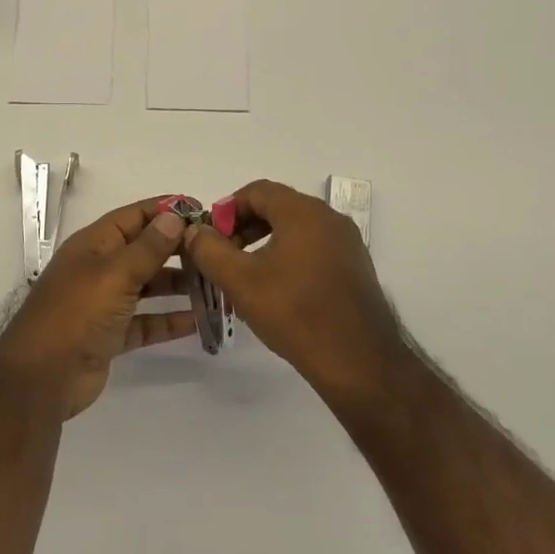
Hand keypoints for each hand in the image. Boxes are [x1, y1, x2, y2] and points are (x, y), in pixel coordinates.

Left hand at [0, 199, 196, 417]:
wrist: (43, 377)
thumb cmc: (77, 313)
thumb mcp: (115, 274)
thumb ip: (148, 247)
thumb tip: (174, 217)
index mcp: (94, 244)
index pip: (134, 217)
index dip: (166, 211)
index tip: (204, 212)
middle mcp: (100, 268)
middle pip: (144, 250)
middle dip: (177, 249)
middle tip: (217, 252)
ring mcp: (104, 303)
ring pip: (148, 286)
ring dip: (178, 285)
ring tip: (215, 284)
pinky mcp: (111, 335)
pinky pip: (146, 321)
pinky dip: (169, 320)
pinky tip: (199, 321)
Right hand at [182, 179, 406, 402]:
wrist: (359, 362)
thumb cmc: (295, 313)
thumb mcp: (240, 281)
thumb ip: (210, 249)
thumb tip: (195, 231)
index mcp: (304, 212)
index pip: (257, 191)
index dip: (227, 209)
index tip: (210, 238)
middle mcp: (329, 218)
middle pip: (277, 207)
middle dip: (244, 227)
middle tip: (223, 256)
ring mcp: (347, 244)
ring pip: (295, 229)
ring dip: (265, 243)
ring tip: (246, 275)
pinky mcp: (355, 268)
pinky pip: (313, 248)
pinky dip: (289, 257)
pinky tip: (277, 290)